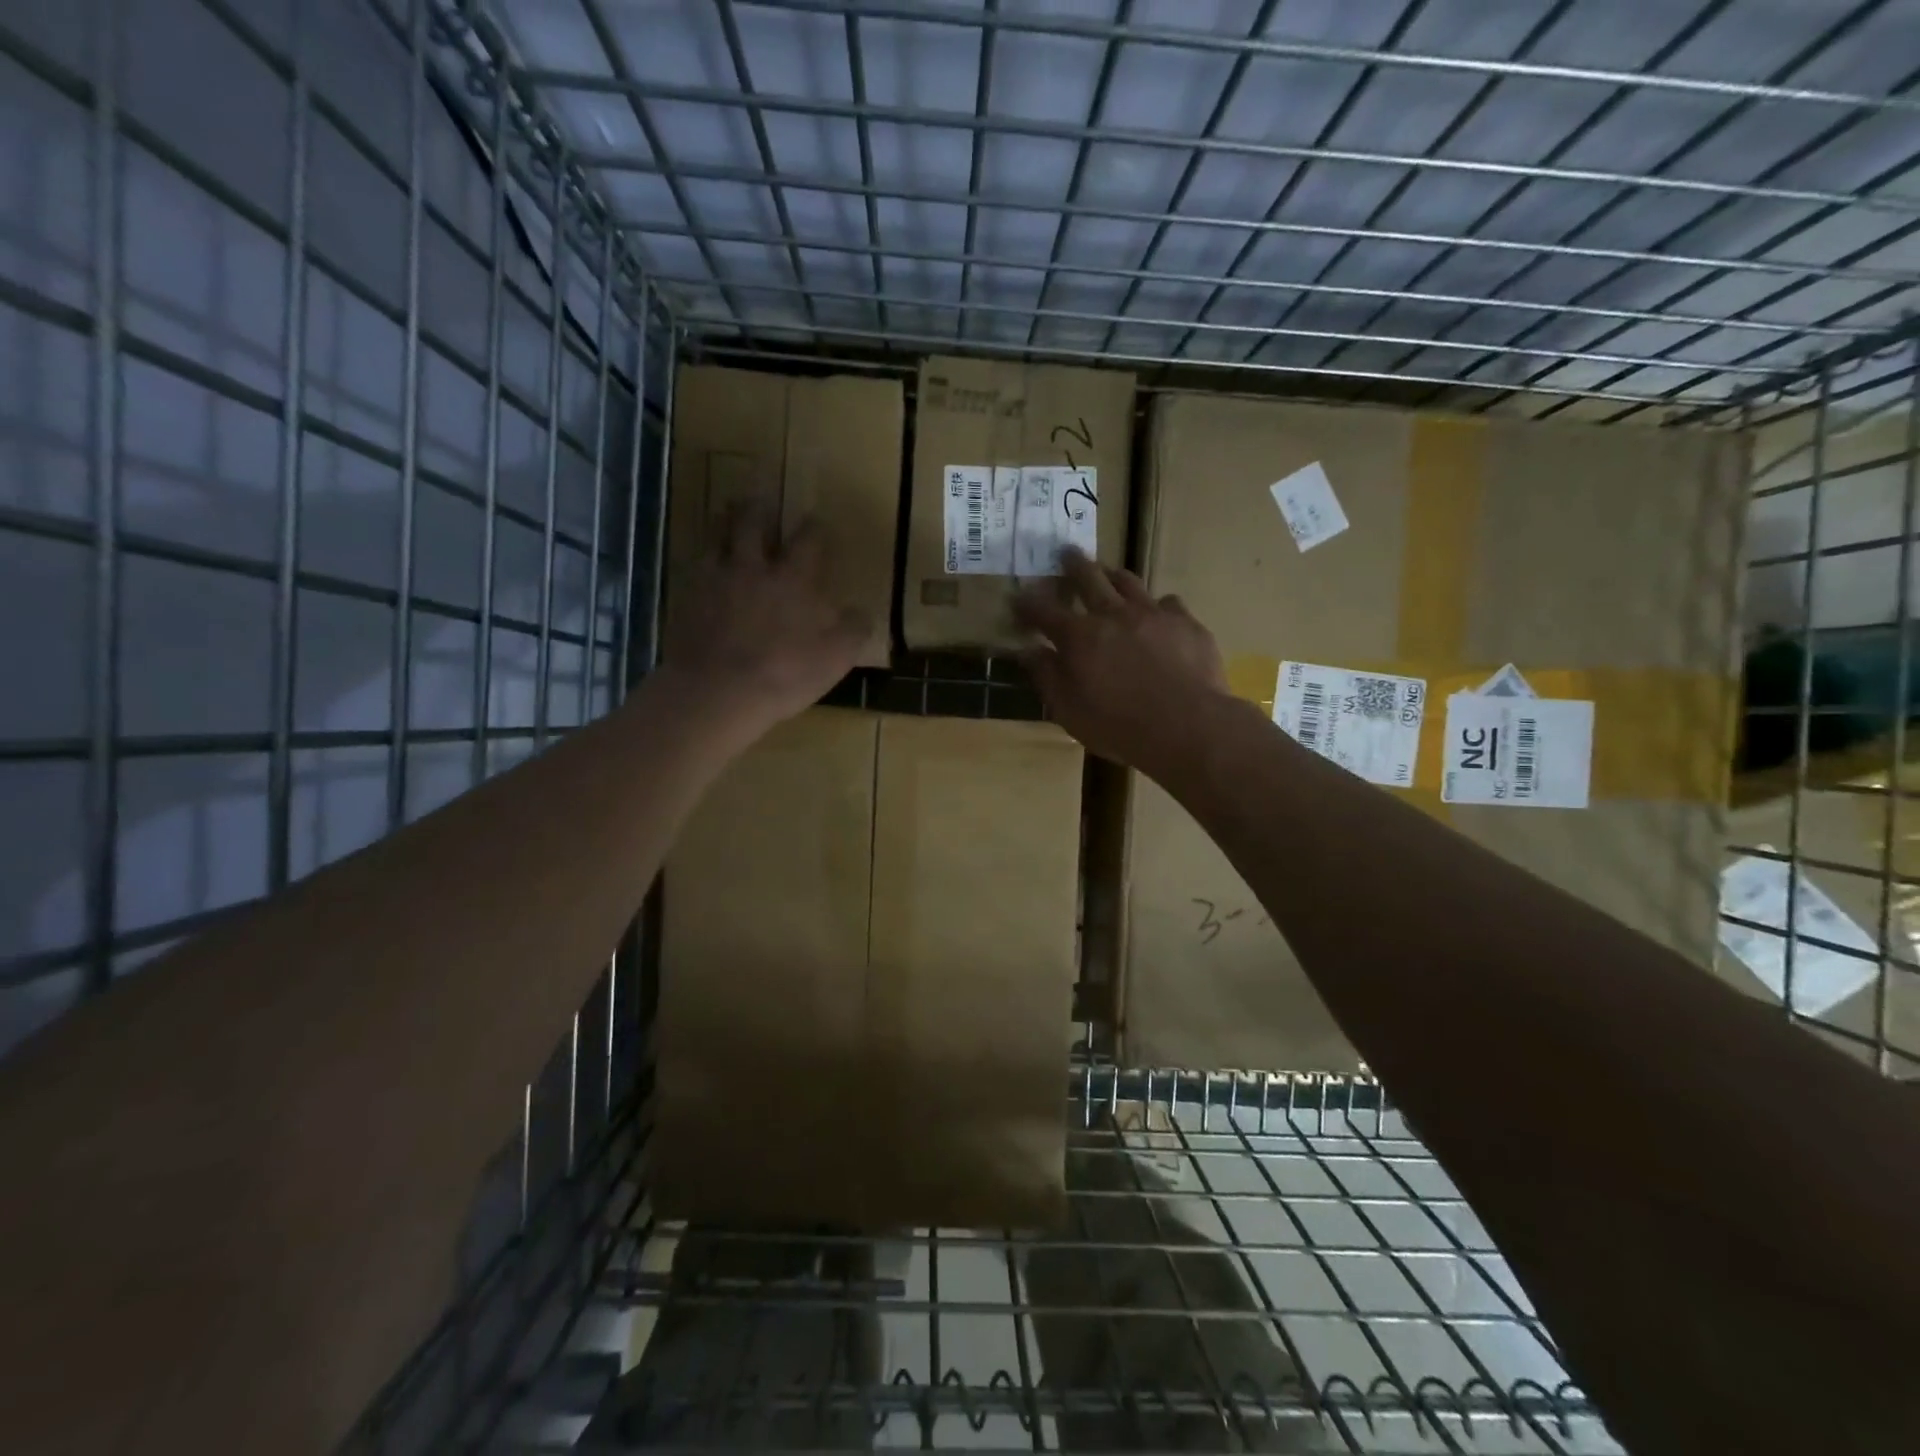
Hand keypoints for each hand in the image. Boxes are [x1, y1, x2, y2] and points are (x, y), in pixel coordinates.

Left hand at [660, 506, 871, 735]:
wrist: (717, 691)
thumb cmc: (785, 673)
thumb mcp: (836, 657)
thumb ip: (853, 629)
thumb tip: (862, 612)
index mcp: (794, 579)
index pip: (808, 540)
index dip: (814, 528)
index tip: (816, 522)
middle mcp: (753, 568)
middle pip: (753, 523)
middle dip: (760, 508)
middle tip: (761, 499)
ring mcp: (715, 580)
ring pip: (718, 536)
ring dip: (726, 522)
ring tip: (729, 517)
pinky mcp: (687, 599)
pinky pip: (694, 566)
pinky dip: (703, 559)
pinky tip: (705, 564)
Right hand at [1014, 548, 1230, 776]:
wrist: (1187, 725)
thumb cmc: (1119, 726)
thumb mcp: (1069, 710)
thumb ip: (1047, 677)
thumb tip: (1028, 651)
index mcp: (1078, 637)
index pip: (1044, 611)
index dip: (1028, 603)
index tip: (1018, 597)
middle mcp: (1112, 615)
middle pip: (1088, 578)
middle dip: (1073, 564)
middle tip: (1067, 552)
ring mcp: (1152, 614)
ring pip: (1128, 582)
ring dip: (1113, 575)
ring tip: (1108, 572)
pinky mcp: (1185, 622)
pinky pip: (1168, 602)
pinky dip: (1157, 605)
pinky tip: (1159, 613)